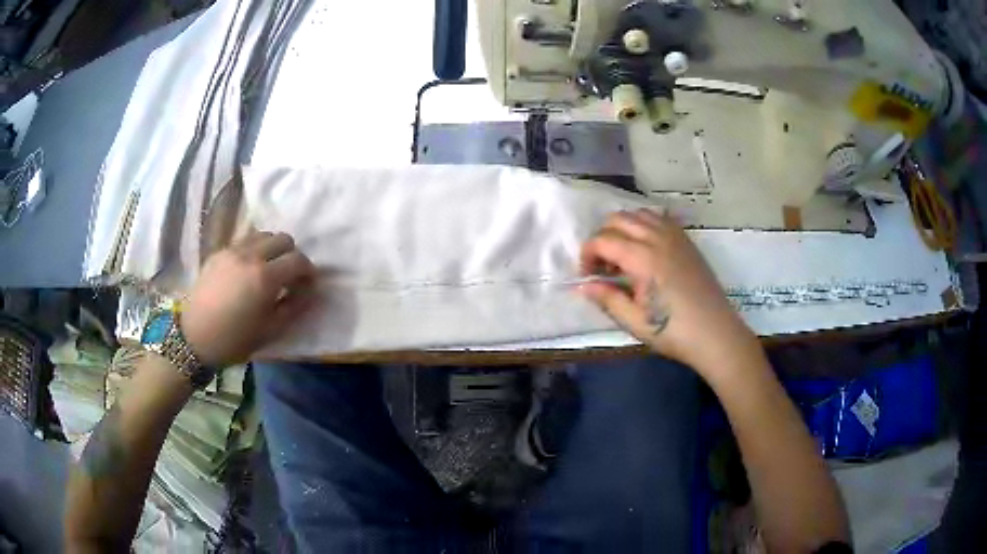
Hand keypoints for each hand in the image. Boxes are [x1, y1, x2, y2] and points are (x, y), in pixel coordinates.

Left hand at [181, 232, 315, 366]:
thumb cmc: (235, 340)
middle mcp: (250, 255)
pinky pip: (244, 242)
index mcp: (265, 277)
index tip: (308, 284)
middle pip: (283, 239)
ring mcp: (232, 250)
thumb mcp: (271, 330)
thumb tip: (309, 290)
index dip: (308, 271)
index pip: (298, 260)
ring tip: (268, 269)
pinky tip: (247, 271)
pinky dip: (254, 250)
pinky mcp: (219, 252)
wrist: (194, 338)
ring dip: (272, 249)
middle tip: (288, 276)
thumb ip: (294, 306)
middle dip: (291, 255)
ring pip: (263, 235)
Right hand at [579, 210, 760, 378]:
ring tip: (624, 256)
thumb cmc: (673, 332)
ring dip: (623, 229)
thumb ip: (607, 298)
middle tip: (604, 267)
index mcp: (642, 258)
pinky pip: (660, 218)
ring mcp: (675, 236)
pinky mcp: (687, 240)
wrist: (715, 333)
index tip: (588, 277)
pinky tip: (645, 248)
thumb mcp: (634, 321)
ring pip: (639, 214)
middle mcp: (657, 238)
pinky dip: (644, 225)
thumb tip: (582, 286)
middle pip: (618, 219)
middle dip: (602, 238)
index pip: (602, 240)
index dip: (587, 255)